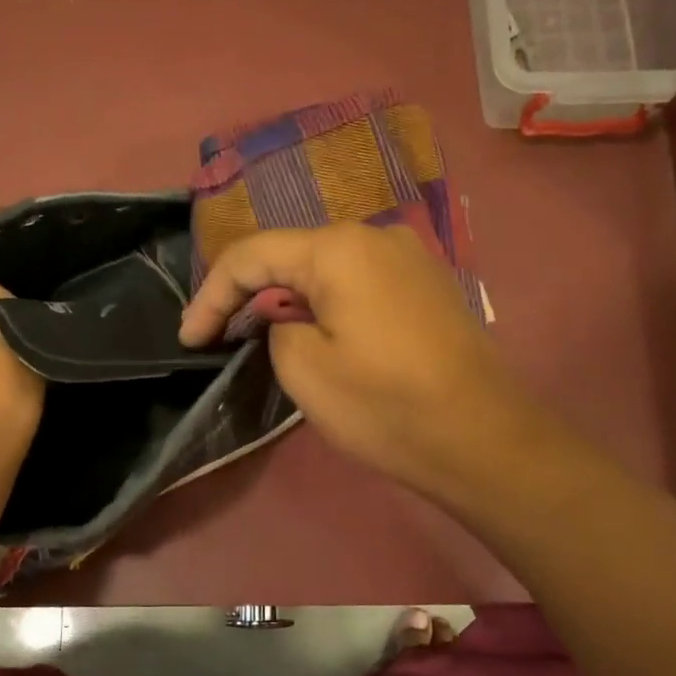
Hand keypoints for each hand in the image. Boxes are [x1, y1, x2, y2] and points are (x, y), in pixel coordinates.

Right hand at [179, 224, 546, 501]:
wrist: (484, 439)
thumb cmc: (387, 405)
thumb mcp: (305, 370)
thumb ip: (275, 327)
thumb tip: (288, 317)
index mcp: (339, 247)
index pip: (252, 255)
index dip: (211, 295)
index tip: (190, 340)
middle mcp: (377, 235)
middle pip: (292, 255)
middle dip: (250, 295)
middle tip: (221, 337)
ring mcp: (411, 258)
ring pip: (328, 269)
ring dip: (290, 299)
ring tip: (265, 339)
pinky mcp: (429, 286)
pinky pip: (361, 283)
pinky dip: (329, 304)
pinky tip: (322, 335)